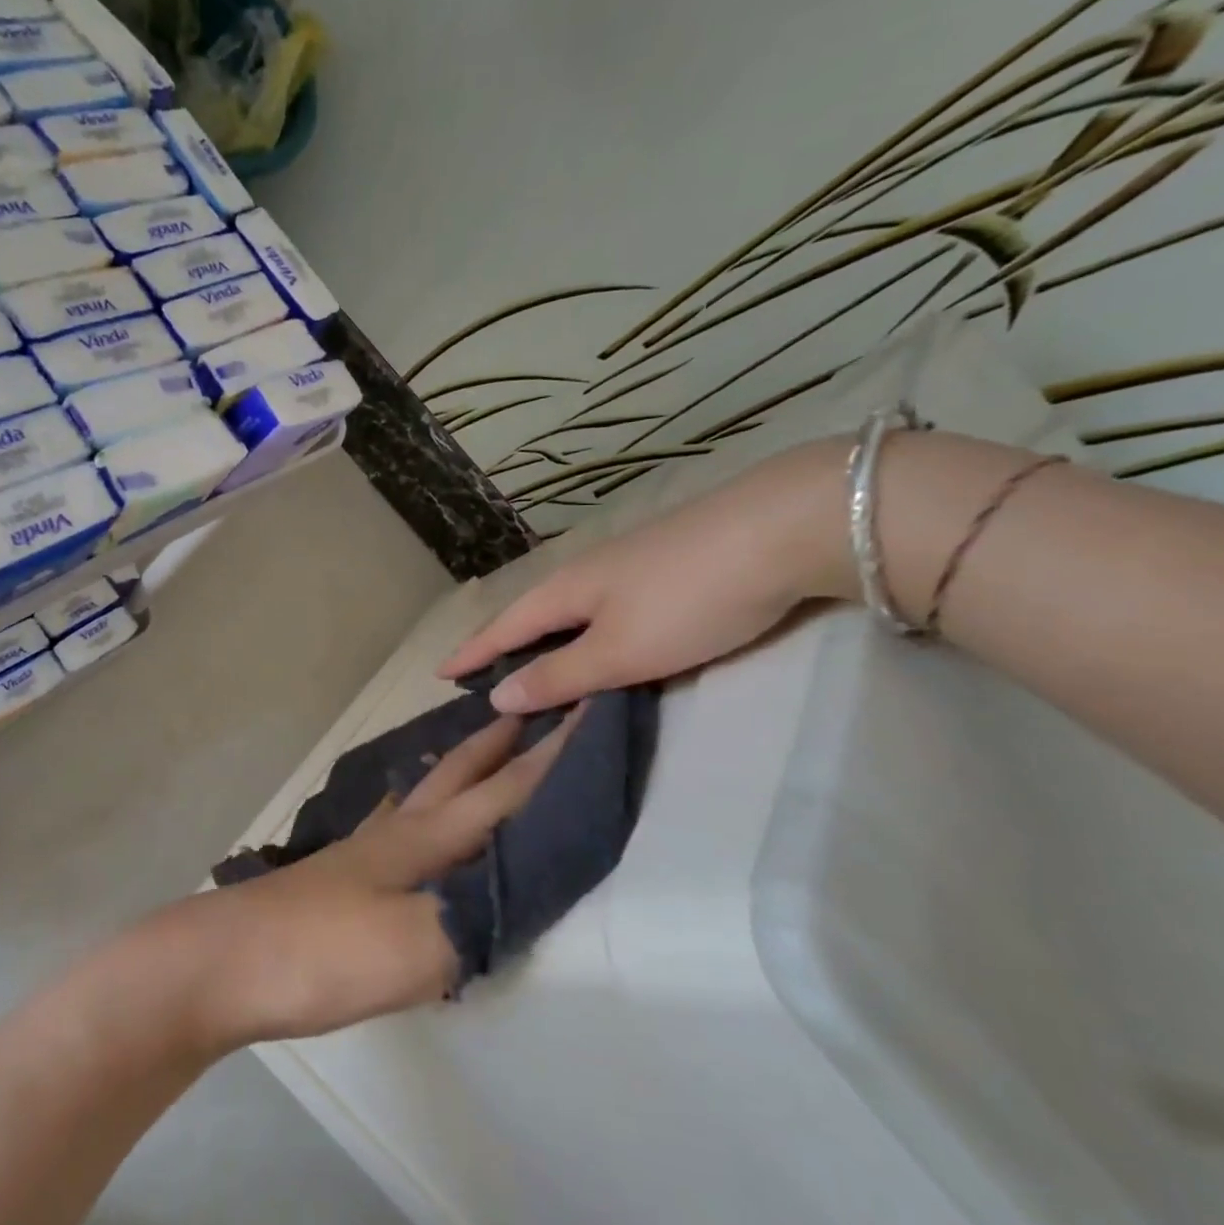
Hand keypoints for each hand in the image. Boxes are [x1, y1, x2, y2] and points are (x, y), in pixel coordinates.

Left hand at [147, 714, 578, 1052]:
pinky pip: (393, 824)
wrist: (224, 962)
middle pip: (458, 775)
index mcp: (426, 841)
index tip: (584, 711)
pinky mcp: (339, 875)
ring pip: (422, 794)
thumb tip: (524, 892)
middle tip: (528, 707)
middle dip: (498, 742)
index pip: (503, 792)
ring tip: (473, 748)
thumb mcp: (416, 948)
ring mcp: (362, 851)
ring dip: (455, 767)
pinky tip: (402, 815)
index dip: (550, 757)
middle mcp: (397, 833)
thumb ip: (477, 918)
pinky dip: (413, 806)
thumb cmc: (323, 952)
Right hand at [442, 440, 853, 712]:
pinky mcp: (665, 562)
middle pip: (533, 613)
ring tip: (536, 661)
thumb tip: (499, 696)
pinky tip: (601, 636)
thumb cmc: (688, 600)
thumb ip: (560, 676)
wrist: (783, 528)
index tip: (439, 673)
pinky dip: (587, 629)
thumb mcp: (620, 652)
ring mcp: (628, 563)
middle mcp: (587, 572)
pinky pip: (606, 604)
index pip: (504, 629)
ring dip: (548, 637)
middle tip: (483, 672)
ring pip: (572, 608)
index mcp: (565, 592)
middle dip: (505, 644)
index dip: (472, 654)